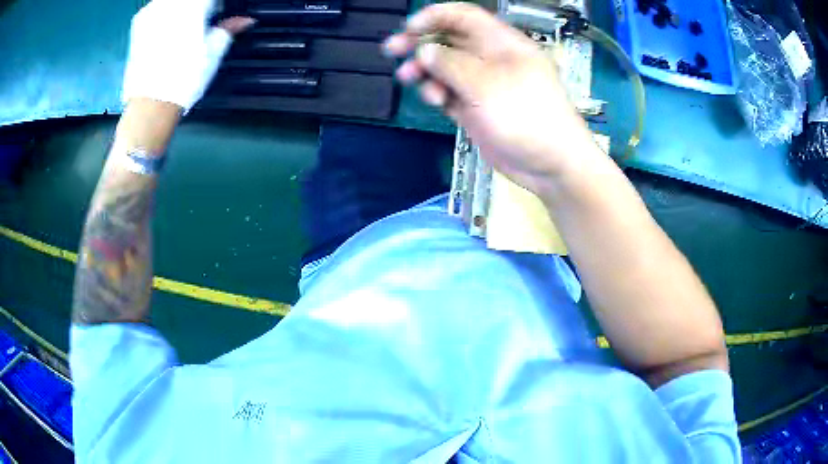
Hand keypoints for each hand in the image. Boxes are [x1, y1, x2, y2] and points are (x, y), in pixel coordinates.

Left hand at [122, 0, 253, 112]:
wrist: (150, 104)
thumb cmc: (186, 77)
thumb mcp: (214, 51)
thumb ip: (229, 28)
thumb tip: (246, 20)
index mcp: (194, 4)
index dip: (217, 5)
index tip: (219, 14)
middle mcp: (171, 2)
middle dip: (200, 5)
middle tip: (205, 18)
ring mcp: (153, 9)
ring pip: (173, 1)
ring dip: (183, 8)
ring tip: (186, 23)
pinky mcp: (139, 22)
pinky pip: (157, 4)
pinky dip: (166, 10)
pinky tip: (168, 25)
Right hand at [384, 3, 596, 194]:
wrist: (550, 163)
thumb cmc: (526, 115)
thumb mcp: (485, 84)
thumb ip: (451, 64)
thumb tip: (425, 50)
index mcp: (501, 42)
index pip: (463, 16)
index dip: (434, 16)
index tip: (408, 28)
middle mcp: (490, 58)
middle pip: (450, 40)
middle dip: (421, 42)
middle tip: (393, 50)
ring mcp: (484, 84)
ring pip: (446, 67)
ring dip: (426, 70)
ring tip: (410, 78)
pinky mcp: (477, 108)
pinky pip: (451, 92)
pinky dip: (439, 93)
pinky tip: (436, 101)